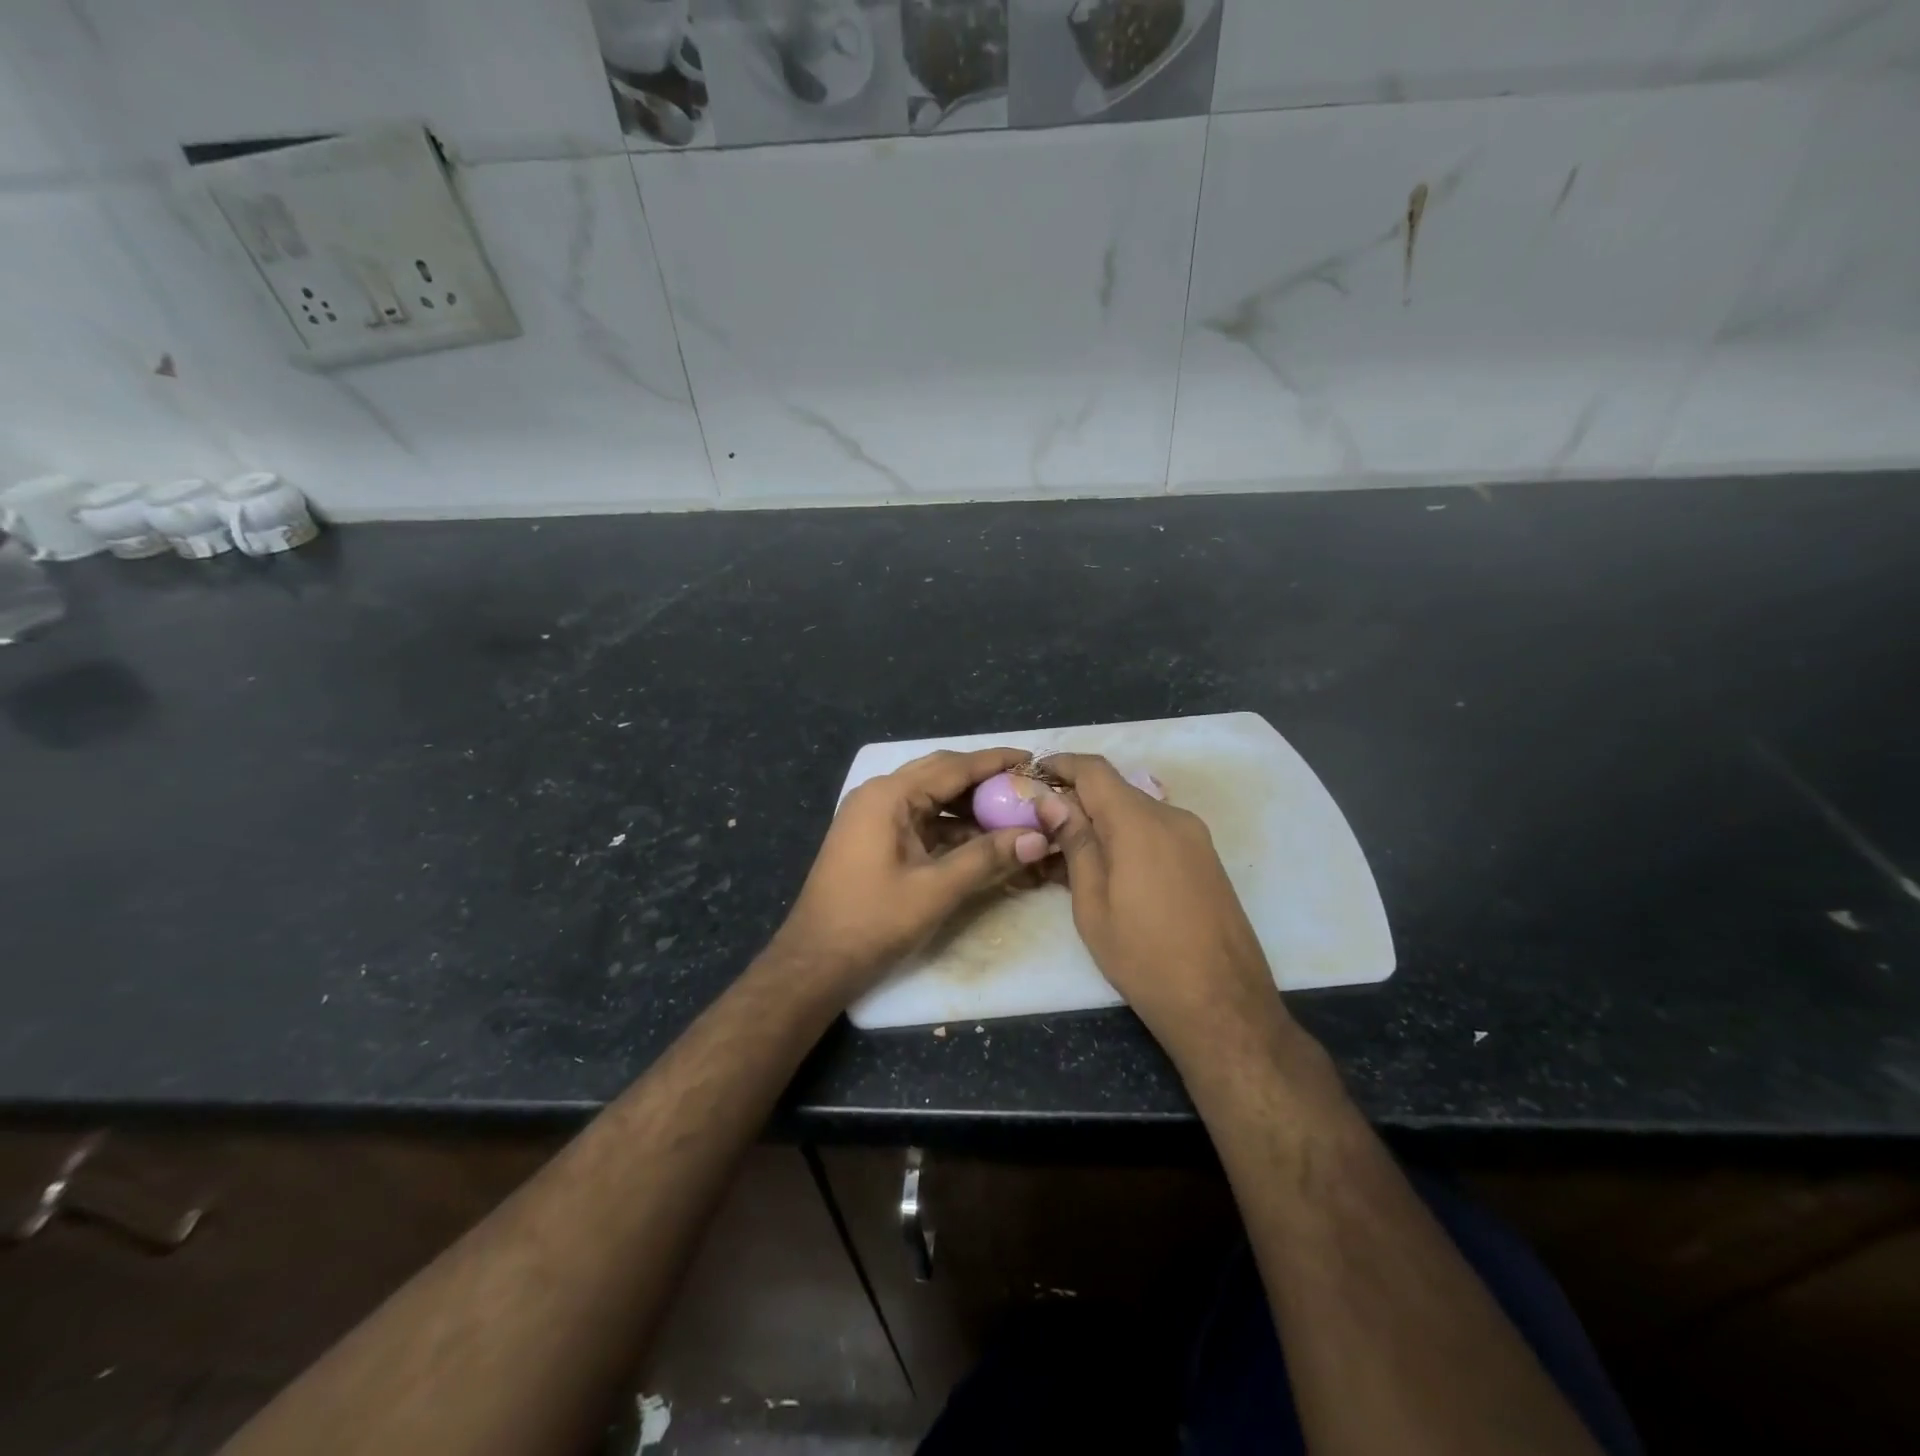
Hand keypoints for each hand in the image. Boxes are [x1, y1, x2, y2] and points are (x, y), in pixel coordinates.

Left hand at [773, 747, 1052, 995]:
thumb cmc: (873, 921)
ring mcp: (873, 816)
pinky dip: (950, 824)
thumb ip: (987, 858)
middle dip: (983, 779)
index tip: (1032, 759)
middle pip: (940, 774)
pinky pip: (919, 818)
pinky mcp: (873, 838)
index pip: (953, 767)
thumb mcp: (936, 889)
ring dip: (968, 804)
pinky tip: (980, 838)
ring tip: (1011, 812)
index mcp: (889, 796)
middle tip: (1025, 785)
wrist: (815, 962)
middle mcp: (879, 795)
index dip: (995, 762)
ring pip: (930, 797)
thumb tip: (1038, 838)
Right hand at [1035, 753, 1287, 1058]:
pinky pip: (1158, 832)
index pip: (1095, 770)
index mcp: (1140, 823)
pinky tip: (1110, 868)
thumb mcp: (1093, 904)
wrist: (1223, 1005)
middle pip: (1116, 790)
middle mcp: (1172, 817)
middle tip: (1044, 824)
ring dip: (1103, 820)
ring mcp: (1196, 838)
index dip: (1062, 764)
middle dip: (1078, 799)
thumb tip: (1053, 802)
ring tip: (1071, 852)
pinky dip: (1129, 837)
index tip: (1034, 771)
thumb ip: (1076, 844)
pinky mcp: (1207, 859)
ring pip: (1138, 812)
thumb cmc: (1144, 958)